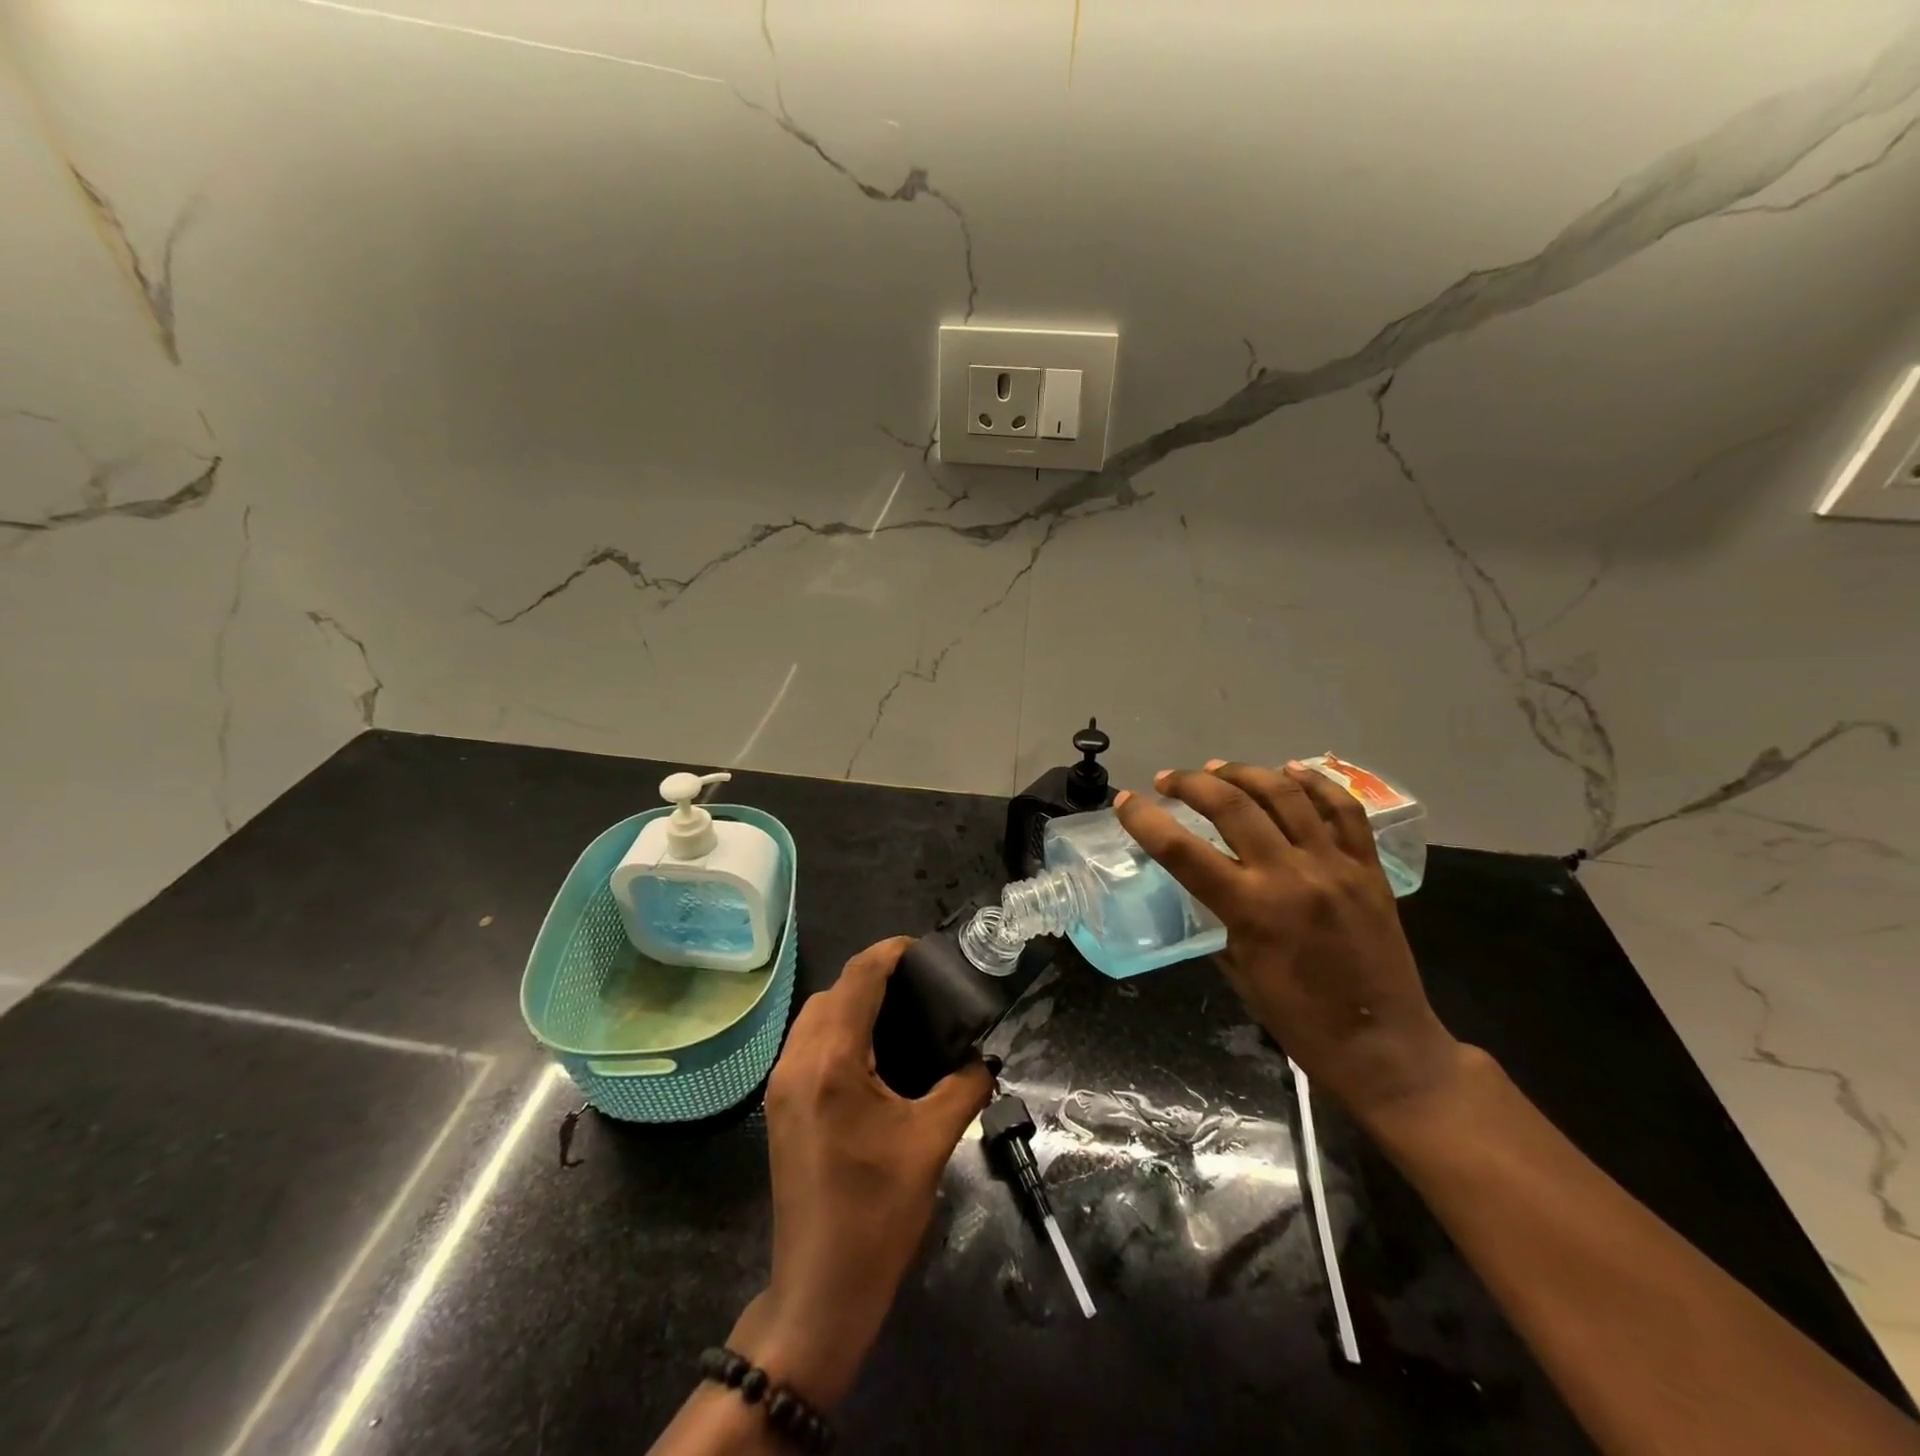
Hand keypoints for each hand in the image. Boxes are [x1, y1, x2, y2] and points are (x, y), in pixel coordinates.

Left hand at [731, 937, 993, 1408]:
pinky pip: (807, 1043)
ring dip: (851, 1002)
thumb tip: (985, 1055)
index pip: (858, 978)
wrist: (820, 1290)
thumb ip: (964, 1086)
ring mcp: (781, 1084)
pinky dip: (836, 1029)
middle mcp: (797, 1061)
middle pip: (833, 991)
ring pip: (814, 1015)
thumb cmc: (877, 1214)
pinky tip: (871, 1051)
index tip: (924, 949)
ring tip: (899, 1011)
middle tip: (920, 985)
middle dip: (872, 976)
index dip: (890, 952)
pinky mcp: (779, 1105)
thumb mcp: (932, 1144)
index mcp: (833, 1062)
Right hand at [1115, 760, 1465, 1123]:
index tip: (1125, 802)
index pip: (1182, 850)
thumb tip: (1208, 887)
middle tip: (1169, 780)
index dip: (1145, 820)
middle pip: (1232, 806)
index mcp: (1250, 909)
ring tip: (1218, 769)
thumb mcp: (1239, 971)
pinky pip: (1344, 810)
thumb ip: (1221, 920)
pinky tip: (1289, 771)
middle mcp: (1290, 875)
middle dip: (1191, 783)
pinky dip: (1314, 782)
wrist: (1385, 1048)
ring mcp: (1334, 866)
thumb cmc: (1301, 1021)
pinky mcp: (1368, 868)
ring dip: (1243, 773)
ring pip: (1285, 794)